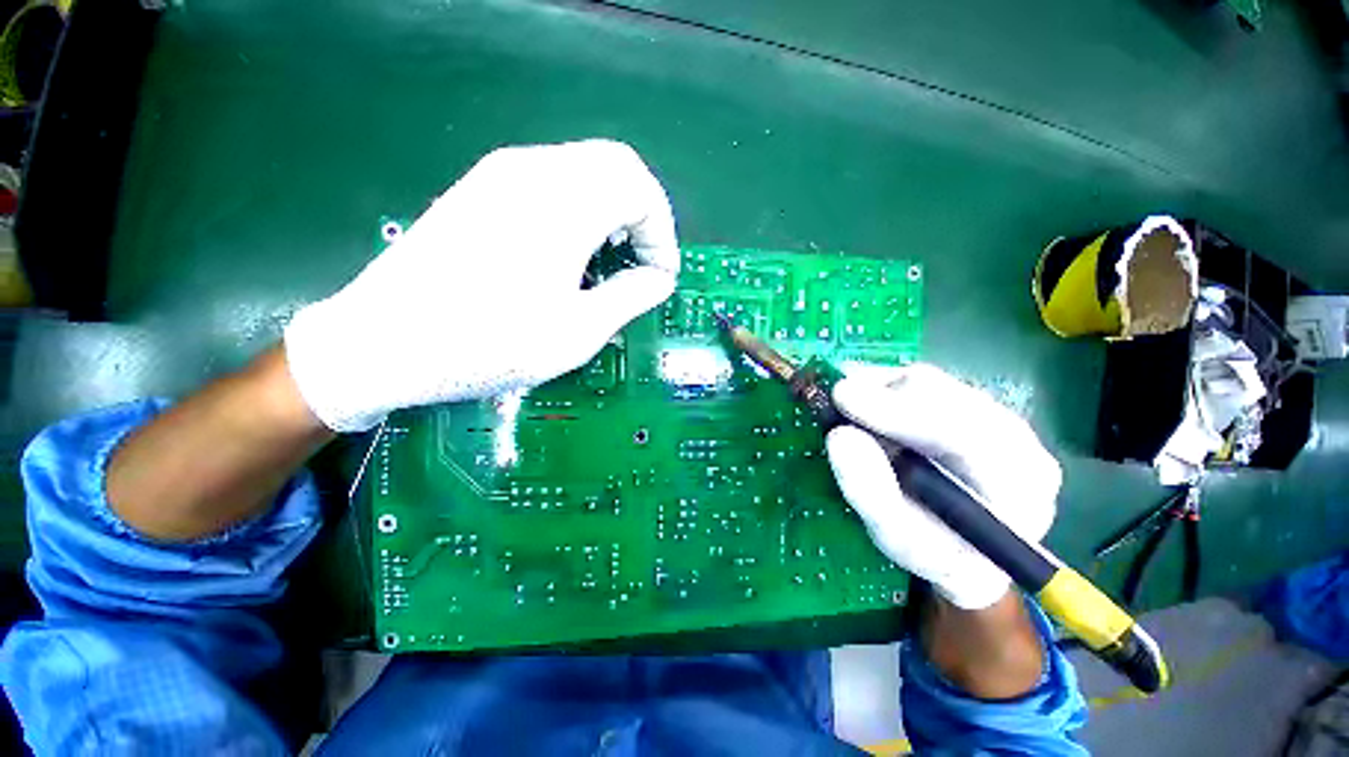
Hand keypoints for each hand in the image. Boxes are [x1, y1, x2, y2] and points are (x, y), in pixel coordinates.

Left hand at [284, 140, 679, 431]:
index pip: (641, 189)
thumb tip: (658, 279)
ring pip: (586, 169)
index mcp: (562, 203)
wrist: (383, 343)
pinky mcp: (483, 189)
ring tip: (612, 261)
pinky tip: (573, 253)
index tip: (660, 277)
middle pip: (617, 166)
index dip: (663, 234)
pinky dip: (583, 209)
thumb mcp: (578, 331)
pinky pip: (554, 181)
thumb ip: (631, 296)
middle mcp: (533, 171)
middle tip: (643, 262)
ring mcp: (501, 174)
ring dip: (614, 210)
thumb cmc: (489, 344)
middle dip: (644, 215)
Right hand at [826, 364, 1061, 609]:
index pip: (962, 432)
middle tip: (835, 403)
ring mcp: (992, 413)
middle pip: (942, 394)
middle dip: (880, 395)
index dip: (897, 412)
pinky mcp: (966, 401)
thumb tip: (839, 436)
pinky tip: (868, 410)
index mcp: (1018, 482)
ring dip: (877, 391)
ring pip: (925, 381)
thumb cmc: (934, 550)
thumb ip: (869, 491)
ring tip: (850, 414)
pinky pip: (917, 381)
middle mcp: (1015, 436)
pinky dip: (881, 389)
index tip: (841, 398)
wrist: (966, 548)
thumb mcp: (897, 537)